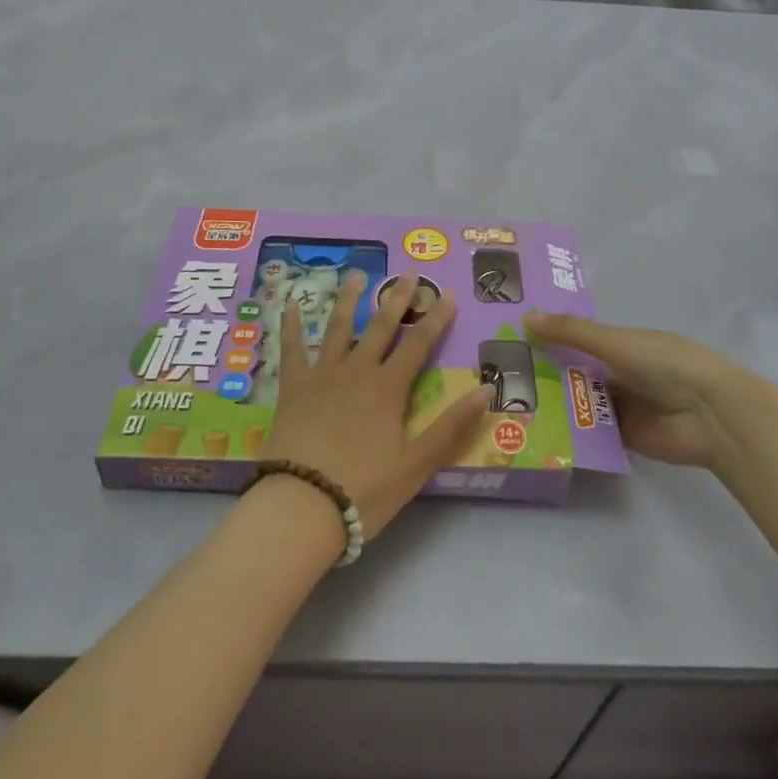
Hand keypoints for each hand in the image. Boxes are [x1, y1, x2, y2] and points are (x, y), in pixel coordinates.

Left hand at [262, 269, 491, 538]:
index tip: (448, 292)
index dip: (436, 318)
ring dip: (349, 299)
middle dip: (398, 298)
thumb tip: (487, 390)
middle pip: (380, 326)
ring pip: (337, 327)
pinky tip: (291, 304)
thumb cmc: (363, 491)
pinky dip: (291, 325)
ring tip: (357, 274)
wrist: (302, 506)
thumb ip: (451, 427)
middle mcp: (357, 371)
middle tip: (408, 272)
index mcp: (388, 389)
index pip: (419, 344)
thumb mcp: (416, 466)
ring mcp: (322, 375)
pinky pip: (292, 349)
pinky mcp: (293, 387)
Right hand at [524, 313, 755, 469]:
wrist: (709, 413)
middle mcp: (618, 372)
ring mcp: (621, 406)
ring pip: (579, 402)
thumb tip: (526, 318)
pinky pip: (591, 431)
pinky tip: (535, 429)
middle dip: (544, 372)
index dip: (548, 337)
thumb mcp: (615, 341)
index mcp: (620, 344)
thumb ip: (572, 332)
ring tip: (507, 402)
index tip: (509, 337)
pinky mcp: (623, 437)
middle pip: (574, 372)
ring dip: (553, 402)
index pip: (576, 339)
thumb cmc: (664, 363)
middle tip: (497, 373)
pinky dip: (570, 430)